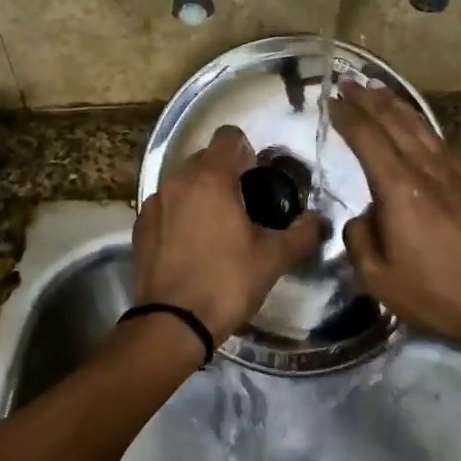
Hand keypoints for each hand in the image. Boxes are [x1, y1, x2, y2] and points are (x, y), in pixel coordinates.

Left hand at [133, 125, 323, 342]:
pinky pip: (167, 207)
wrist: (172, 324)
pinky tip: (193, 245)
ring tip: (219, 227)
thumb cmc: (227, 282)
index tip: (259, 178)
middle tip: (246, 205)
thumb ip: (302, 233)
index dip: (248, 151)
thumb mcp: (274, 258)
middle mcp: (177, 180)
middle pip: (205, 158)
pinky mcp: (140, 226)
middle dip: (225, 172)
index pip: (229, 136)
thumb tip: (319, 220)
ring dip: (202, 194)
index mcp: (210, 177)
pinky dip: (180, 215)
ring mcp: (154, 202)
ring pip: (183, 182)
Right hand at [331, 81, 460, 359]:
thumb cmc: (438, 294)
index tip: (330, 100)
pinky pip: (439, 141)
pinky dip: (420, 124)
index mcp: (400, 189)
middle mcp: (427, 170)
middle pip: (396, 122)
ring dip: (396, 105)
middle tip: (347, 81)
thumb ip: (360, 240)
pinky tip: (416, 125)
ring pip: (421, 127)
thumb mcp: (380, 279)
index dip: (347, 116)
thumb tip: (363, 218)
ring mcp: (454, 174)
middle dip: (369, 99)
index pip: (368, 139)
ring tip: (378, 90)